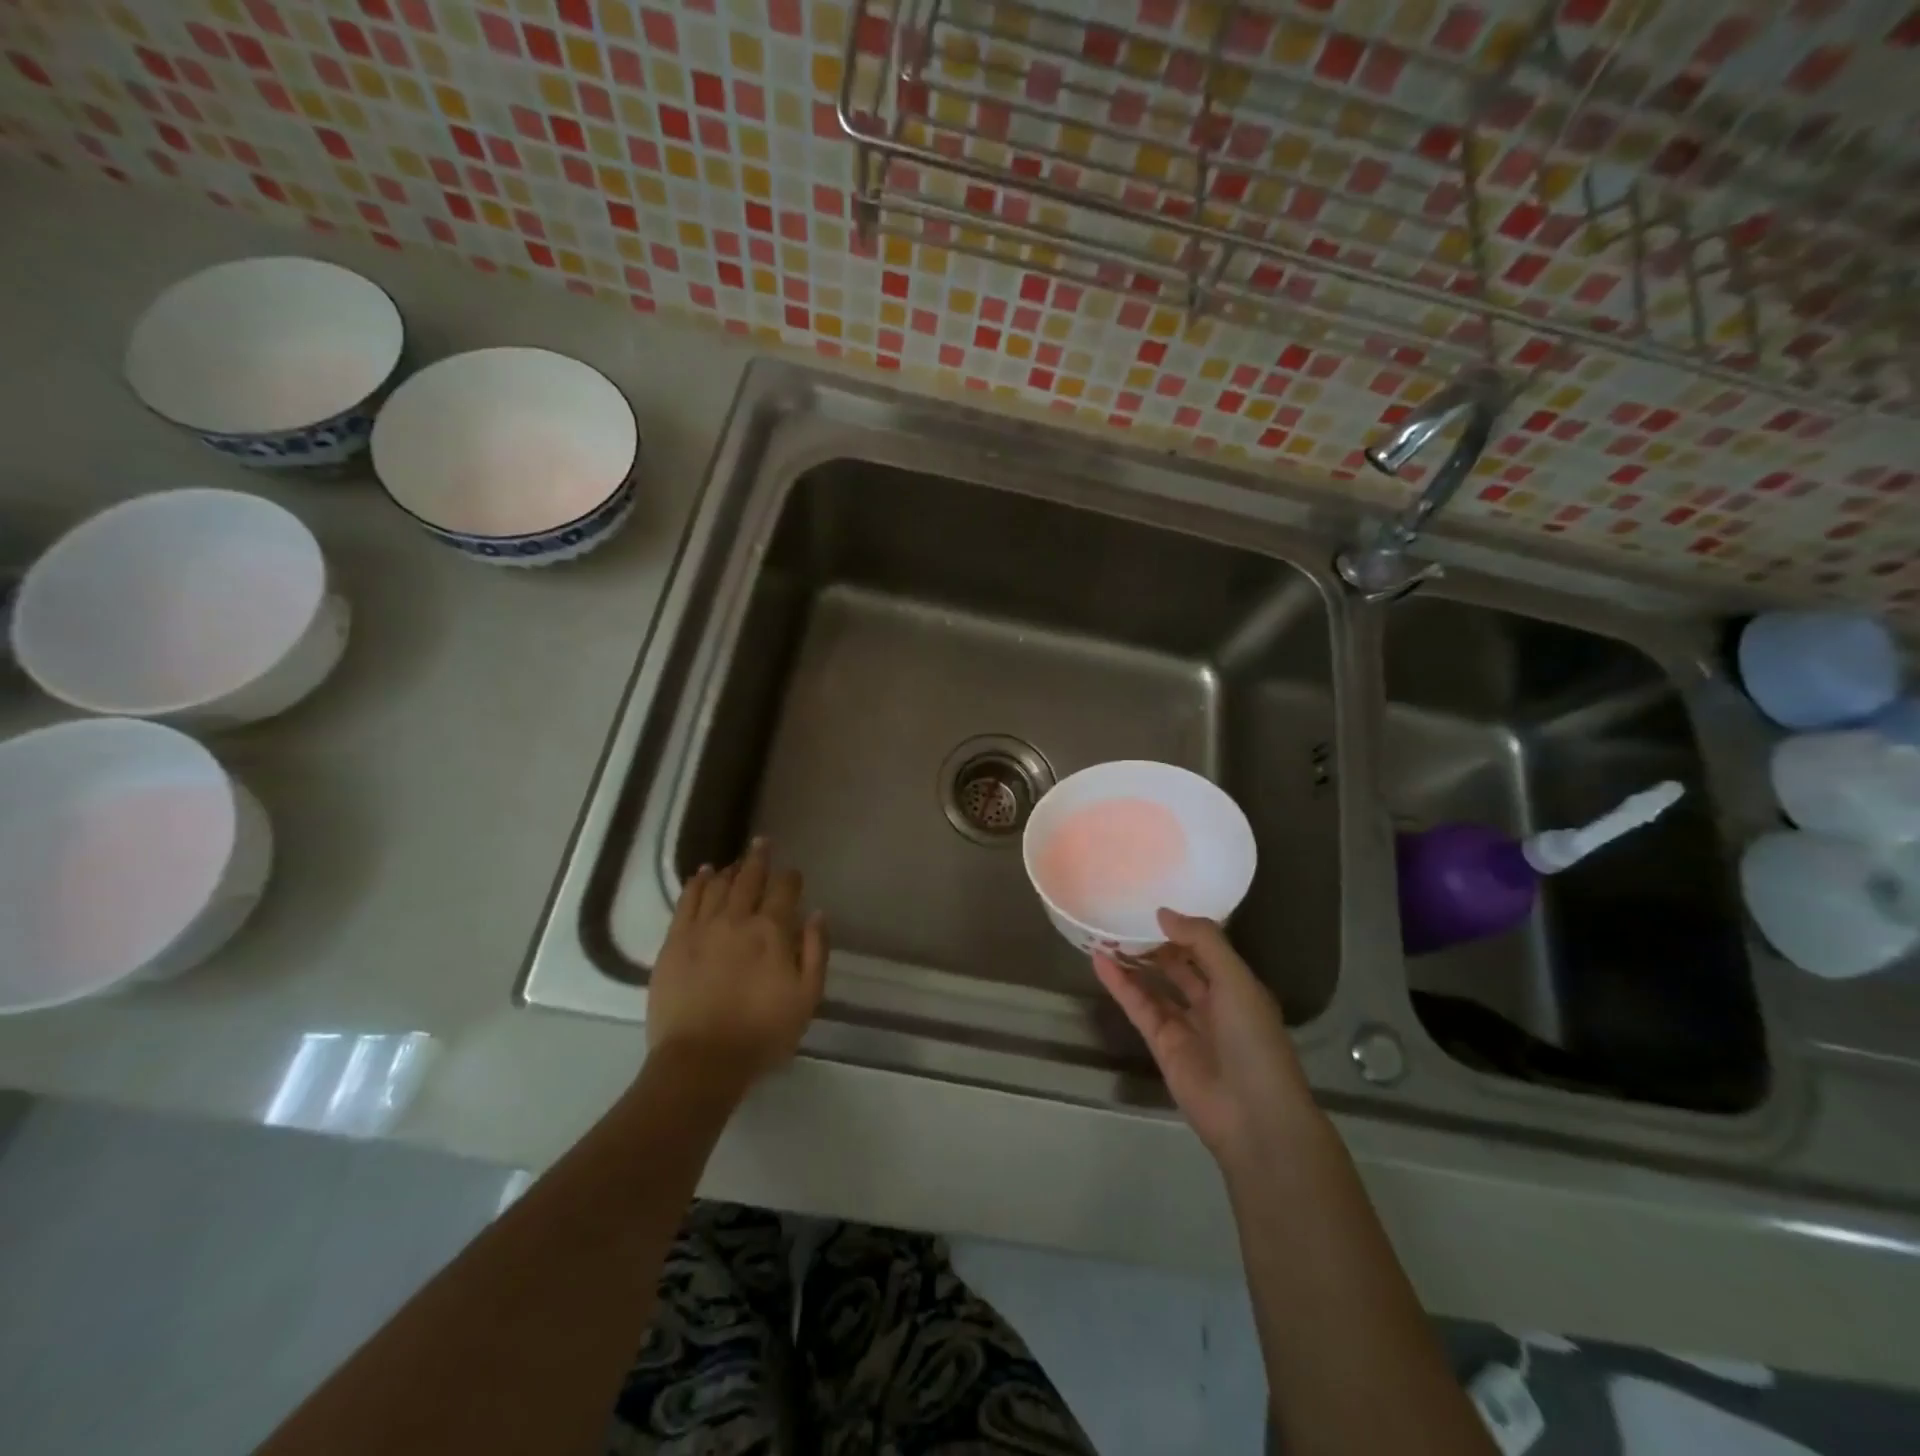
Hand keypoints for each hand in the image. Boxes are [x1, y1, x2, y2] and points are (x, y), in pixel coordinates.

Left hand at [648, 839, 828, 1087]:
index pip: (784, 890)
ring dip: (730, 869)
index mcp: (772, 931)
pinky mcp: (675, 941)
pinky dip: (696, 883)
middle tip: (762, 842)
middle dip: (759, 858)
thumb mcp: (807, 998)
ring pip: (718, 885)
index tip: (793, 873)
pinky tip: (702, 874)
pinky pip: (687, 901)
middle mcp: (738, 919)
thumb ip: (815, 951)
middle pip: (750, 879)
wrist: (701, 1061)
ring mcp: (702, 928)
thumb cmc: (762, 1033)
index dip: (790, 878)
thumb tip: (818, 913)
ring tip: (736, 860)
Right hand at [1094, 910, 1314, 1170]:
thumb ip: (1202, 942)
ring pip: (1154, 985)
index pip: (1206, 948)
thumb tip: (1163, 912)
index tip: (1153, 903)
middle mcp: (1212, 1002)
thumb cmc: (1253, 1040)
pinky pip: (1138, 1007)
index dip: (1181, 927)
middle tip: (1122, 915)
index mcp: (1237, 985)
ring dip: (1132, 961)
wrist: (1253, 1116)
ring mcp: (1185, 1024)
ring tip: (1103, 932)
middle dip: (1154, 943)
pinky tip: (1100, 961)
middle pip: (1178, 965)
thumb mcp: (1236, 981)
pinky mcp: (1161, 1044)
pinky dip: (1120, 985)